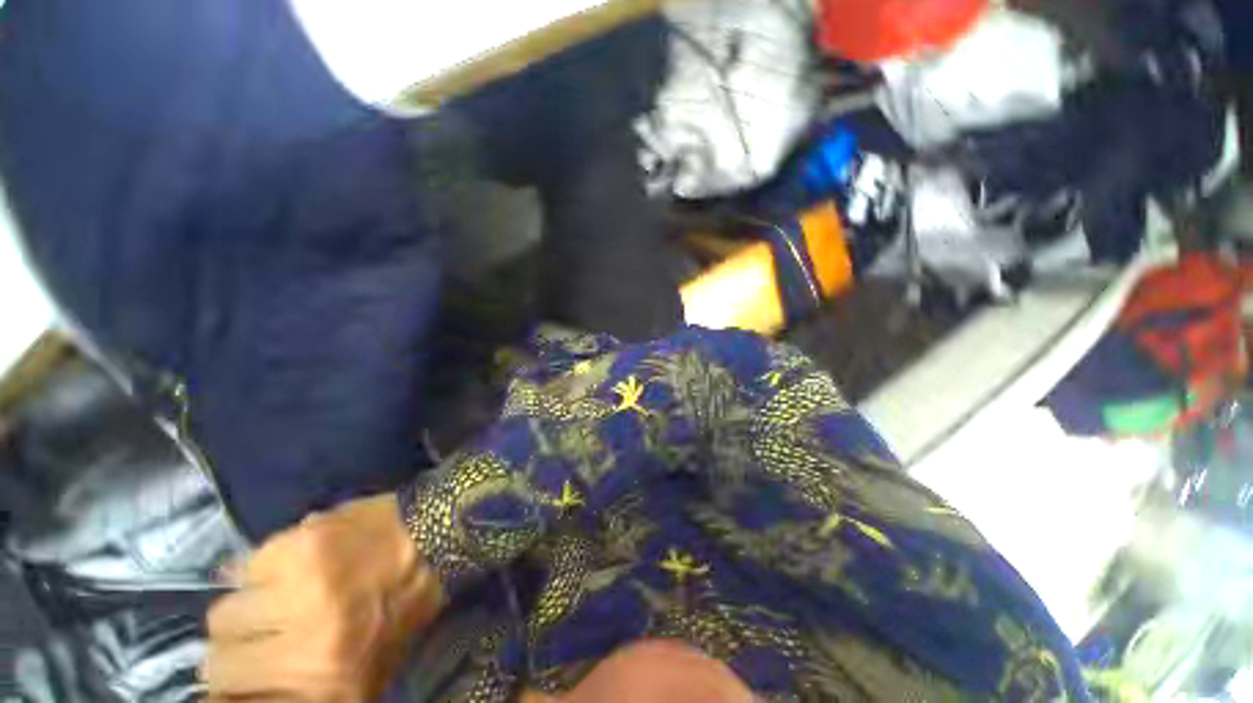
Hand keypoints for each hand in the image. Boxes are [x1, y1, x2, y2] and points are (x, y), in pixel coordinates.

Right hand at [202, 493, 443, 701]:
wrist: (438, 536)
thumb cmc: (402, 603)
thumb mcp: (361, 669)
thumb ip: (297, 690)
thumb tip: (225, 697)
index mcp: (331, 688)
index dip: (229, 695)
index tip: (236, 681)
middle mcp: (311, 652)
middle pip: (218, 663)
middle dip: (238, 647)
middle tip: (267, 628)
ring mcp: (301, 597)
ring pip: (221, 615)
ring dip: (246, 606)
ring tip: (283, 593)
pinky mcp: (299, 549)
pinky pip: (244, 569)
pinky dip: (263, 567)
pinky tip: (299, 561)